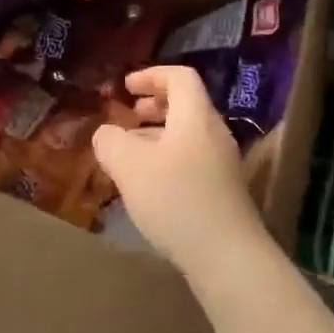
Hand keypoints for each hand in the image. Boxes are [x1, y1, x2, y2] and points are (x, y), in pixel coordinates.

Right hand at [91, 66, 270, 273]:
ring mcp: (222, 164)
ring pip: (187, 135)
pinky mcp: (223, 191)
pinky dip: (168, 158)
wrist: (227, 256)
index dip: (151, 75)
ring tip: (130, 153)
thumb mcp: (130, 166)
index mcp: (196, 117)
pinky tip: (149, 186)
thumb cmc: (176, 199)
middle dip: (154, 106)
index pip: (180, 77)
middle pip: (186, 105)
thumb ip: (111, 141)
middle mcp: (214, 133)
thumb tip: (106, 134)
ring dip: (158, 135)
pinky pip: (192, 159)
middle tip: (129, 116)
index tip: (126, 87)